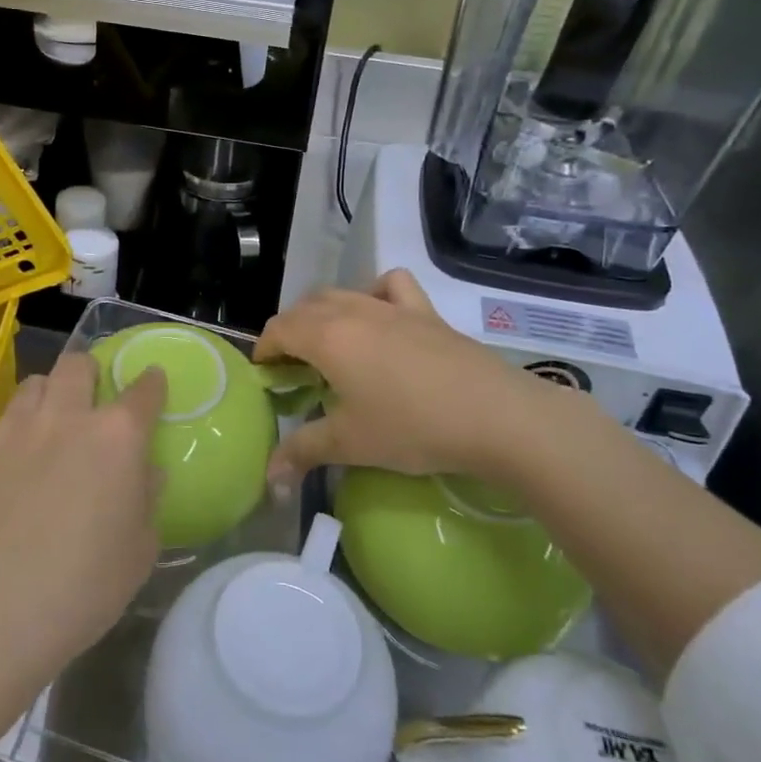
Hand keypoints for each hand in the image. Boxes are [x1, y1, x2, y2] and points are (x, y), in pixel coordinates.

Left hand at [0, 353, 166, 689]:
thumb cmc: (78, 593)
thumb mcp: (137, 556)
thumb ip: (147, 501)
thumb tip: (147, 472)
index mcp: (115, 439)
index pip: (143, 390)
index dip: (151, 383)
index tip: (153, 383)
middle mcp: (65, 419)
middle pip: (78, 364)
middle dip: (91, 373)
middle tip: (93, 402)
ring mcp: (13, 431)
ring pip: (35, 384)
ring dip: (50, 395)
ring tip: (50, 427)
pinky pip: (1, 424)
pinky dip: (15, 433)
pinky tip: (11, 472)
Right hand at [255, 269, 596, 486]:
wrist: (494, 416)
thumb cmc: (411, 427)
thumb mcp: (350, 444)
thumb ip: (303, 451)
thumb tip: (269, 475)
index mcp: (326, 337)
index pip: (279, 329)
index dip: (265, 351)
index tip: (267, 378)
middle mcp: (353, 311)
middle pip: (305, 308)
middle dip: (290, 333)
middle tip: (294, 370)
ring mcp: (391, 306)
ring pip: (341, 293)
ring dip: (323, 313)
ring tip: (329, 346)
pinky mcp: (425, 312)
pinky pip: (390, 286)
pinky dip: (374, 293)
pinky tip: (379, 317)